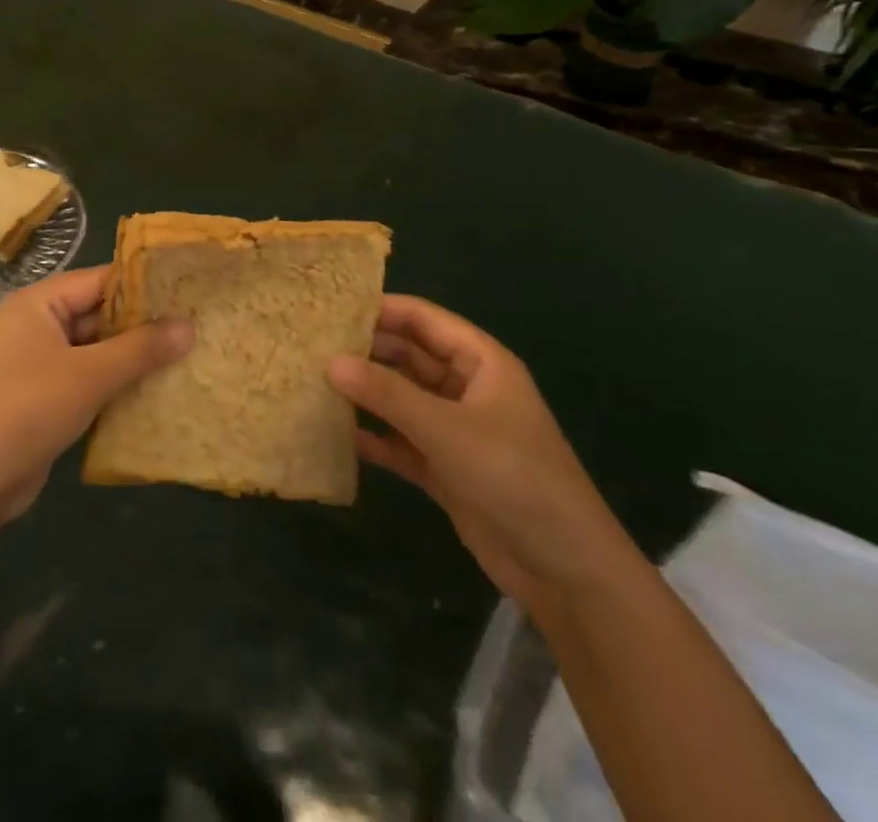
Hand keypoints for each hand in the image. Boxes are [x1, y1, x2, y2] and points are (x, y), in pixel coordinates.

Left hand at [0, 266, 192, 530]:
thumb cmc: (25, 412)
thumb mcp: (88, 376)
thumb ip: (140, 349)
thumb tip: (190, 326)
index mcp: (39, 303)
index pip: (101, 280)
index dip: (145, 285)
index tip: (190, 291)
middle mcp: (38, 324)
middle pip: (100, 313)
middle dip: (144, 324)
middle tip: (198, 326)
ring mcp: (39, 362)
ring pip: (97, 349)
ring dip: (134, 357)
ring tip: (188, 356)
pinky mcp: (45, 396)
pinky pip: (89, 378)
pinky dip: (117, 383)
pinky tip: (156, 391)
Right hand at [327, 296, 637, 617]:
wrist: (565, 570)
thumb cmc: (513, 476)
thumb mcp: (447, 429)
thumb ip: (387, 394)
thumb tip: (330, 362)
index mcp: (480, 361)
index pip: (423, 319)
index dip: (380, 309)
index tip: (330, 308)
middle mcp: (466, 388)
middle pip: (408, 356)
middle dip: (366, 351)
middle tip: (312, 346)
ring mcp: (455, 429)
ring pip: (401, 398)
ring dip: (365, 393)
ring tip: (313, 382)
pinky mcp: (444, 468)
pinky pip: (401, 440)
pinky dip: (374, 437)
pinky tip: (335, 434)